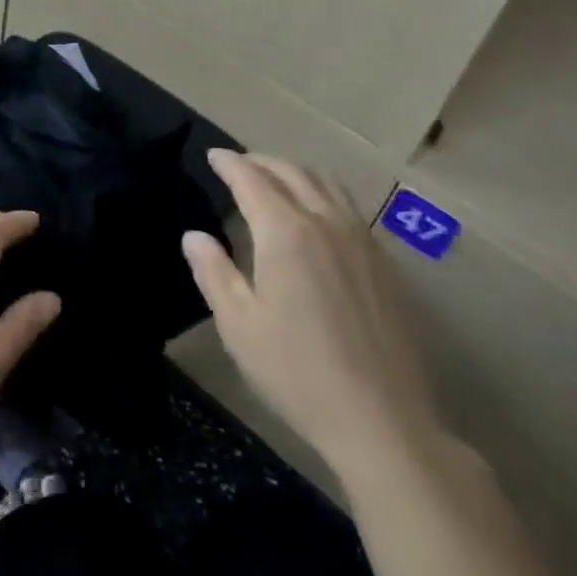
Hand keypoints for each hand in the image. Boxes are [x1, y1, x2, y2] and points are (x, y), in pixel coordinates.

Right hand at [182, 150, 442, 492]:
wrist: (383, 421)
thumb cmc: (298, 372)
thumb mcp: (239, 326)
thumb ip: (214, 272)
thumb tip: (193, 236)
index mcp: (285, 232)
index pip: (251, 179)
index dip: (229, 163)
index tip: (213, 155)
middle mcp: (324, 221)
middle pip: (290, 172)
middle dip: (260, 161)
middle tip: (238, 165)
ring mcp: (359, 239)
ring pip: (324, 182)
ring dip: (293, 171)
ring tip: (274, 180)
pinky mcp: (382, 261)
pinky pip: (347, 205)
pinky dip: (321, 192)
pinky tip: (316, 215)